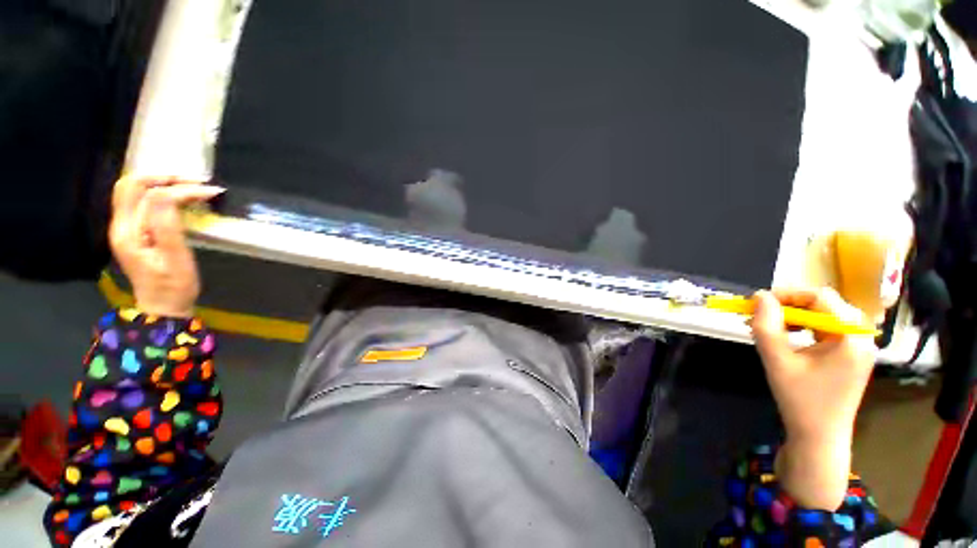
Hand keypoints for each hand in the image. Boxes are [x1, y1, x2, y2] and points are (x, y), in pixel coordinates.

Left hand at [109, 176, 223, 317]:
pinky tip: (171, 196)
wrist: (162, 313)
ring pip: (133, 187)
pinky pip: (135, 197)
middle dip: (162, 177)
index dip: (176, 190)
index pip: (150, 196)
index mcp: (129, 235)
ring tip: (182, 187)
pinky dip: (153, 190)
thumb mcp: (176, 261)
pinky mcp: (128, 229)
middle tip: (188, 184)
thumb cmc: (173, 290)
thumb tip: (167, 195)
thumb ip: (167, 225)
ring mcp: (122, 227)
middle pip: (133, 183)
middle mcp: (120, 227)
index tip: (201, 192)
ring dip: (158, 181)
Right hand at [750, 288, 876, 510]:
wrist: (818, 451)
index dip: (789, 295)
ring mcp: (862, 346)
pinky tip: (798, 346)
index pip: (819, 297)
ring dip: (803, 321)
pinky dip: (814, 334)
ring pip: (828, 318)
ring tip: (779, 333)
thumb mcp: (781, 370)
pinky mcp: (857, 358)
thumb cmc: (802, 411)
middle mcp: (862, 334)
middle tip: (767, 319)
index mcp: (852, 334)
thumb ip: (768, 331)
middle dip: (794, 309)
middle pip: (826, 306)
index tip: (761, 302)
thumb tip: (759, 297)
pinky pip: (834, 333)